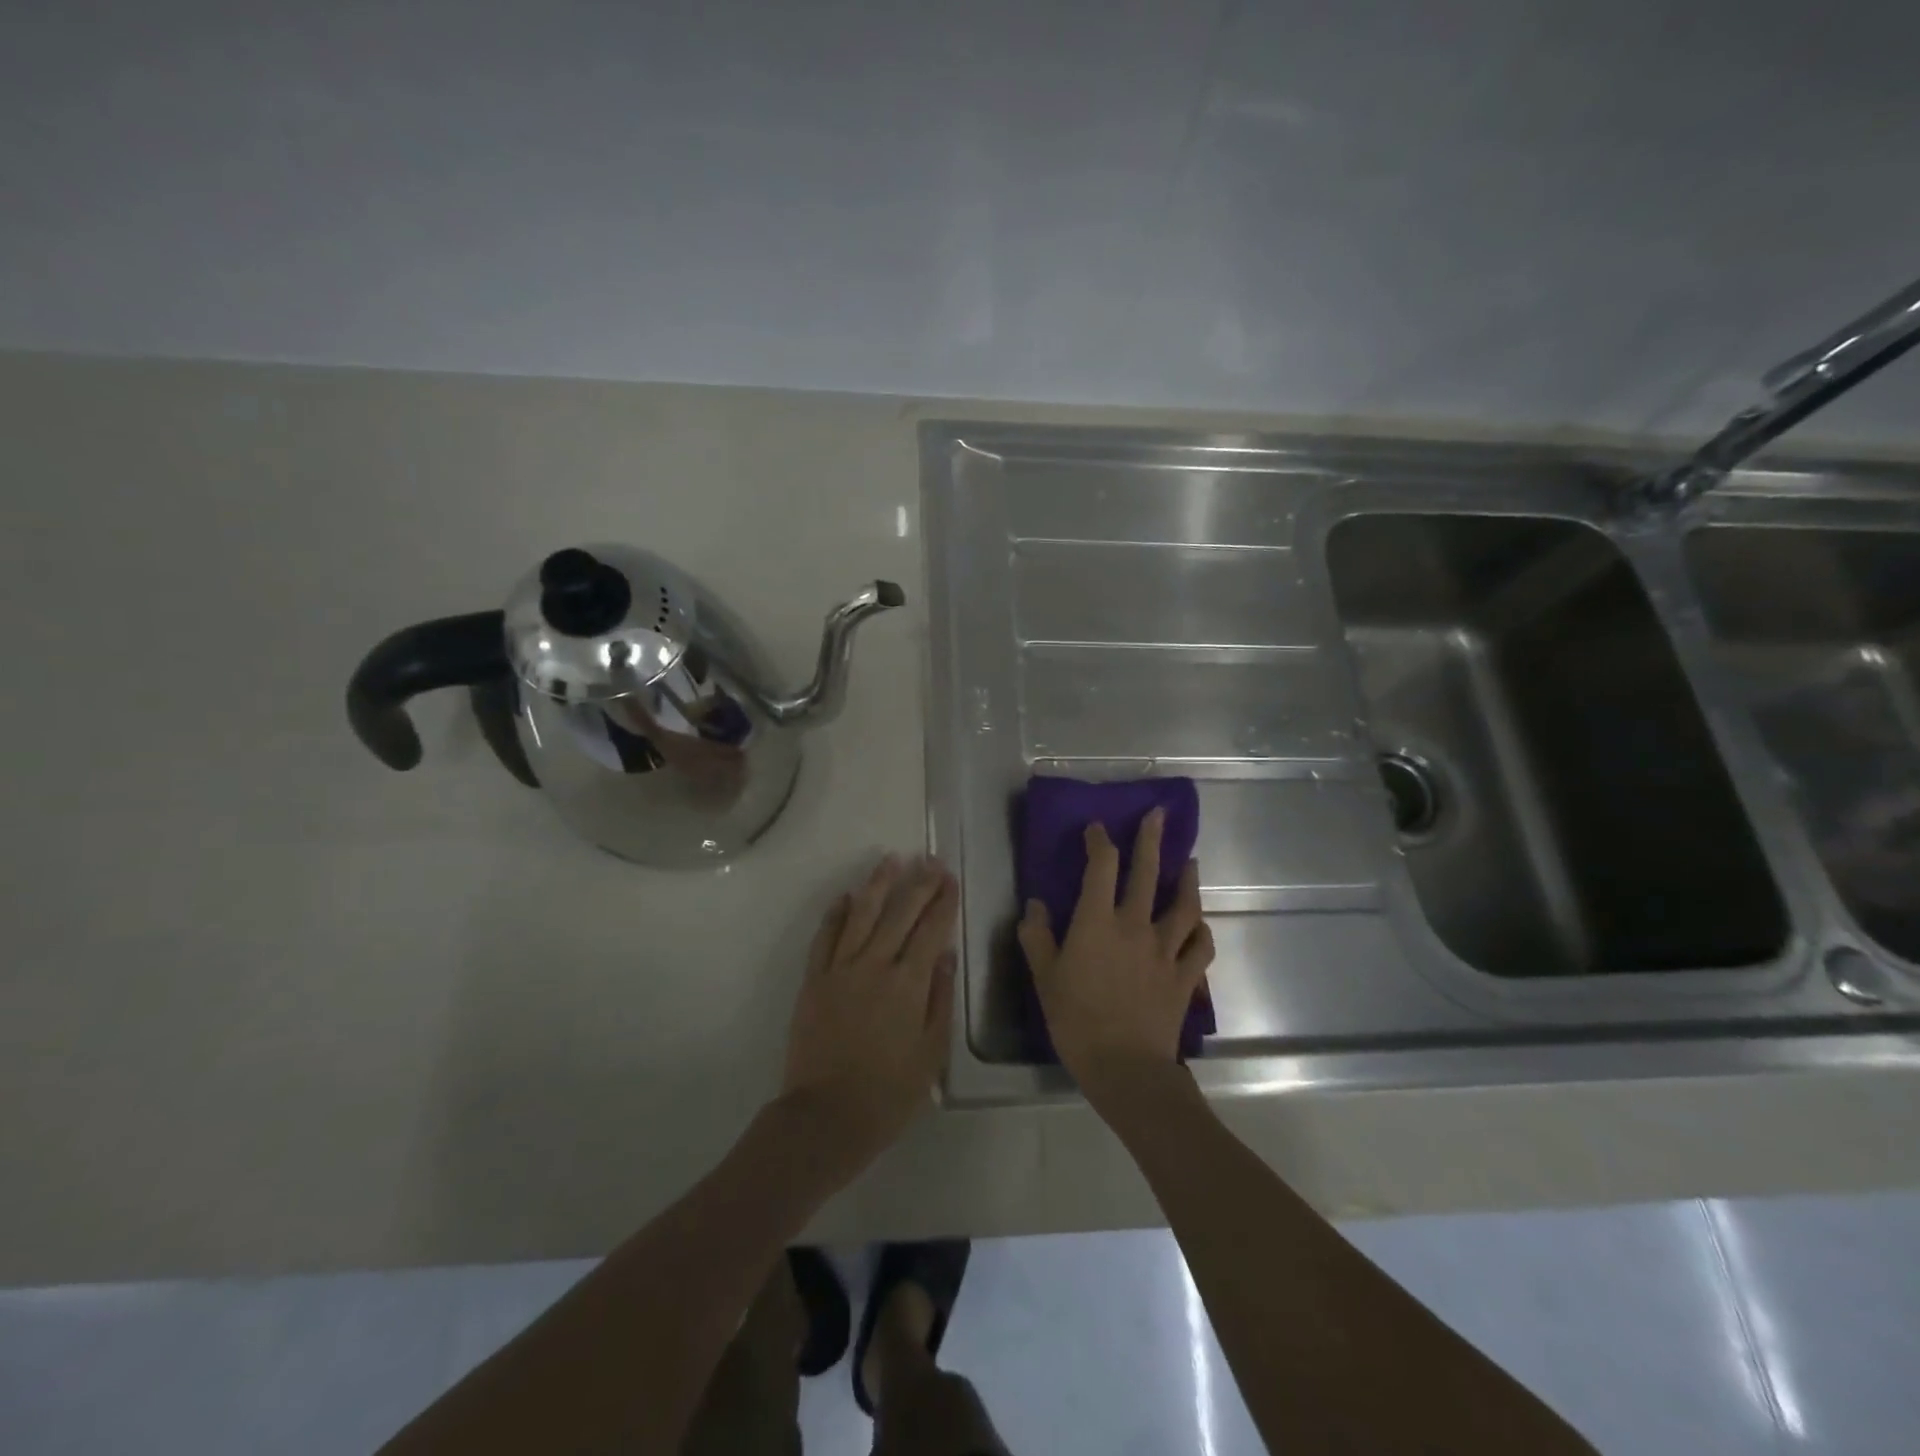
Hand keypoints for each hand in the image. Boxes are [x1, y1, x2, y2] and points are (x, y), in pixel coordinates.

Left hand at [780, 855, 958, 1171]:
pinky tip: (846, 896)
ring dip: (878, 884)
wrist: (825, 1117)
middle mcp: (875, 965)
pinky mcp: (814, 980)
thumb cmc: (888, 1093)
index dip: (943, 902)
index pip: (931, 930)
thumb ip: (939, 999)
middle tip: (930, 860)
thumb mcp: (931, 1053)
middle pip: (900, 913)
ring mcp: (840, 969)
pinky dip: (836, 913)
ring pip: (862, 914)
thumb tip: (945, 954)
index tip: (951, 878)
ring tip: (891, 859)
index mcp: (908, 984)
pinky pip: (825, 937)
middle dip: (918, 883)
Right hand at [1017, 809, 1213, 1107]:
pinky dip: (1201, 932)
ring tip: (1190, 863)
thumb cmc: (1076, 1019)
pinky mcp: (1183, 976)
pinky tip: (1199, 925)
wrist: (1124, 1066)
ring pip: (1184, 906)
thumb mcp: (1044, 977)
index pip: (1101, 867)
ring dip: (1187, 880)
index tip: (1097, 827)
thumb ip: (1037, 937)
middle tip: (1159, 815)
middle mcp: (1135, 926)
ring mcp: (1165, 950)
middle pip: (1147, 874)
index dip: (1099, 841)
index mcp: (1097, 922)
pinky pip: (1200, 947)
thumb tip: (1036, 905)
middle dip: (1151, 840)